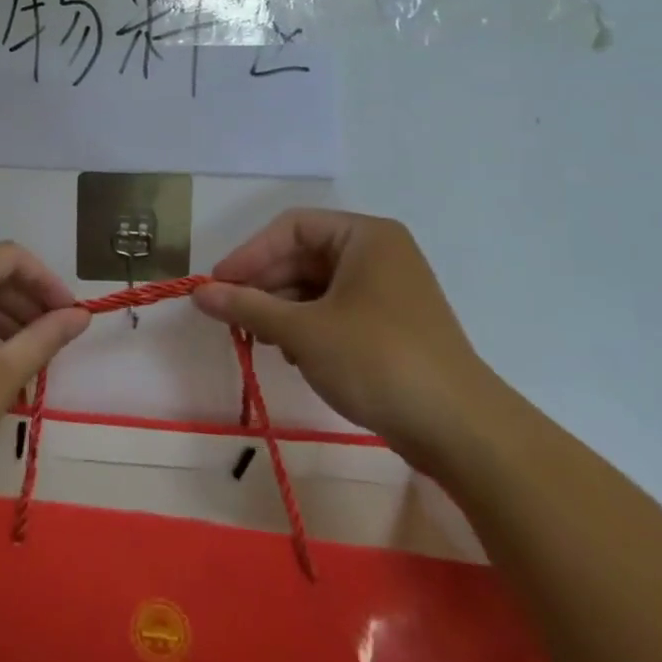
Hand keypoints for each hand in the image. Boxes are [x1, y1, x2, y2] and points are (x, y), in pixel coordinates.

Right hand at [194, 210, 497, 465]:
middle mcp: (379, 254)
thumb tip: (198, 294)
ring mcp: (389, 291)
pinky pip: (336, 310)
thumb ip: (247, 307)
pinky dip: (308, 326)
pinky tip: (294, 355)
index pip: (291, 228)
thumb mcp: (303, 332)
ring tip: (261, 340)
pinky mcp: (393, 326)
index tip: (217, 285)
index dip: (249, 254)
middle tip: (231, 315)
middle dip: (265, 285)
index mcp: (365, 237)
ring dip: (283, 309)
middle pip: (303, 256)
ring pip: (317, 286)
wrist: (464, 433)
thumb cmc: (378, 361)